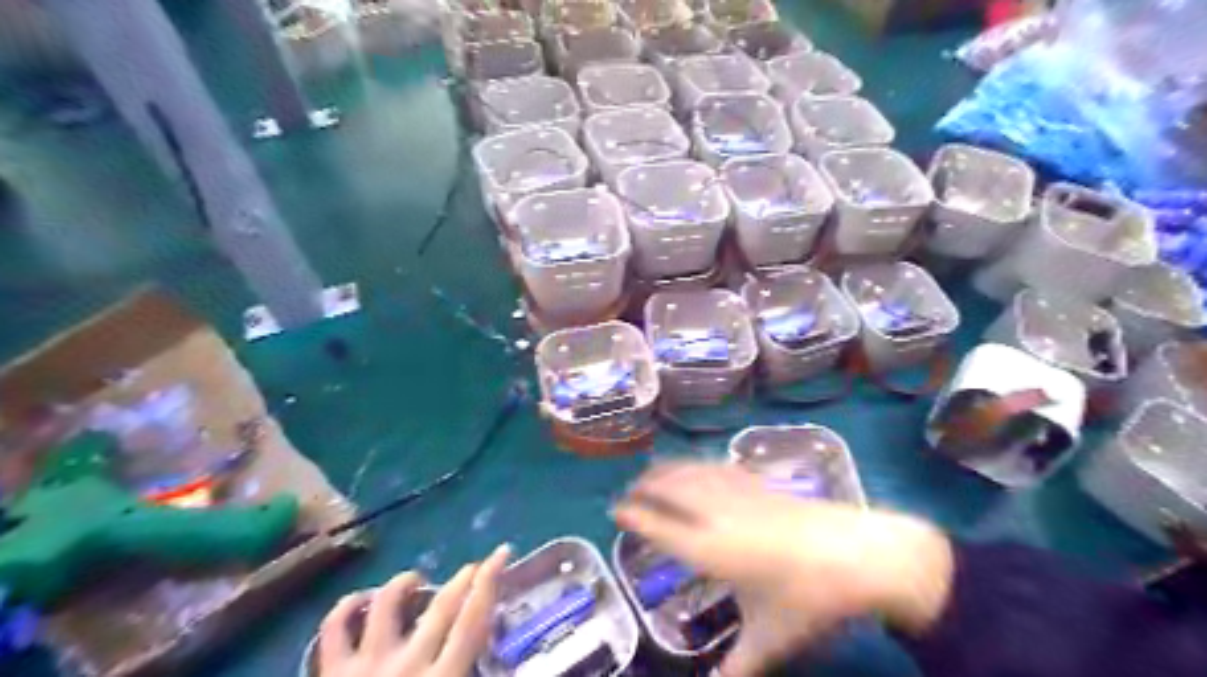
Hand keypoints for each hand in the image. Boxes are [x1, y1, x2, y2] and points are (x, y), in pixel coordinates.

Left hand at [314, 546, 506, 676]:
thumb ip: (472, 673)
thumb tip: (514, 670)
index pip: (473, 619)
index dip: (490, 581)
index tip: (502, 553)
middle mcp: (407, 665)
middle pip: (441, 605)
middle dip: (464, 577)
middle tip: (475, 565)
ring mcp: (366, 666)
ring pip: (388, 603)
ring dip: (406, 582)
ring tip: (418, 579)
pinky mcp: (332, 674)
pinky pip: (334, 628)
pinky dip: (347, 606)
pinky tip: (362, 599)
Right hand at [614, 466, 951, 676]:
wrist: (859, 555)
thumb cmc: (808, 600)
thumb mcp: (769, 640)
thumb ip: (737, 670)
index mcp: (709, 550)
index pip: (658, 526)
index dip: (633, 515)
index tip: (615, 510)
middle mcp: (715, 514)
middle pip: (669, 490)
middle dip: (643, 487)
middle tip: (628, 492)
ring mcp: (739, 494)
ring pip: (691, 473)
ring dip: (666, 470)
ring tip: (651, 473)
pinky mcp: (759, 483)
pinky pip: (716, 467)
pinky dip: (696, 464)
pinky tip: (697, 467)